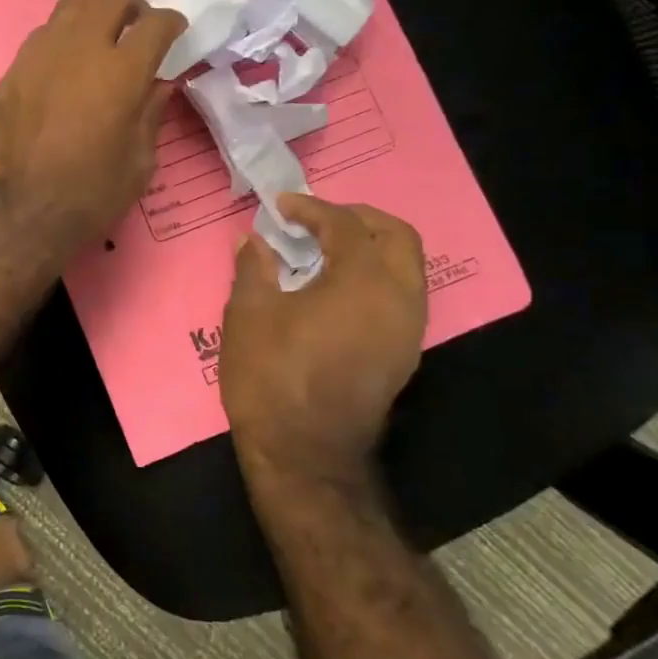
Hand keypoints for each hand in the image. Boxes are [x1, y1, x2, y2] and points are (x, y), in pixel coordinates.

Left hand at [0, 0, 185, 254]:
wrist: (19, 212)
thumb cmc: (89, 195)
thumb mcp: (139, 163)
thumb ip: (151, 115)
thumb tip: (159, 86)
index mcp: (122, 72)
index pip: (155, 24)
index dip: (171, 23)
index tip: (175, 32)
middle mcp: (80, 50)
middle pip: (110, 0)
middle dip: (132, 7)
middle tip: (138, 28)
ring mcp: (40, 56)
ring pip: (71, 8)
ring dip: (93, 14)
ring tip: (100, 37)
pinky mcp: (13, 71)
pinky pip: (42, 35)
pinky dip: (62, 37)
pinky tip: (64, 63)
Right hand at [221, 194, 425, 504]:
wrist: (305, 452)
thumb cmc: (272, 375)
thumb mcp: (248, 314)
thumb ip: (254, 268)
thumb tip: (254, 241)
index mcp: (363, 280)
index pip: (346, 224)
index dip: (312, 208)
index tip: (281, 206)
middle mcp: (400, 297)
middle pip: (397, 237)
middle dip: (359, 218)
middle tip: (318, 220)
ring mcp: (409, 330)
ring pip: (406, 268)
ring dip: (372, 248)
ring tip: (326, 251)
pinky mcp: (404, 355)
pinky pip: (401, 296)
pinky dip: (375, 277)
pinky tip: (337, 290)